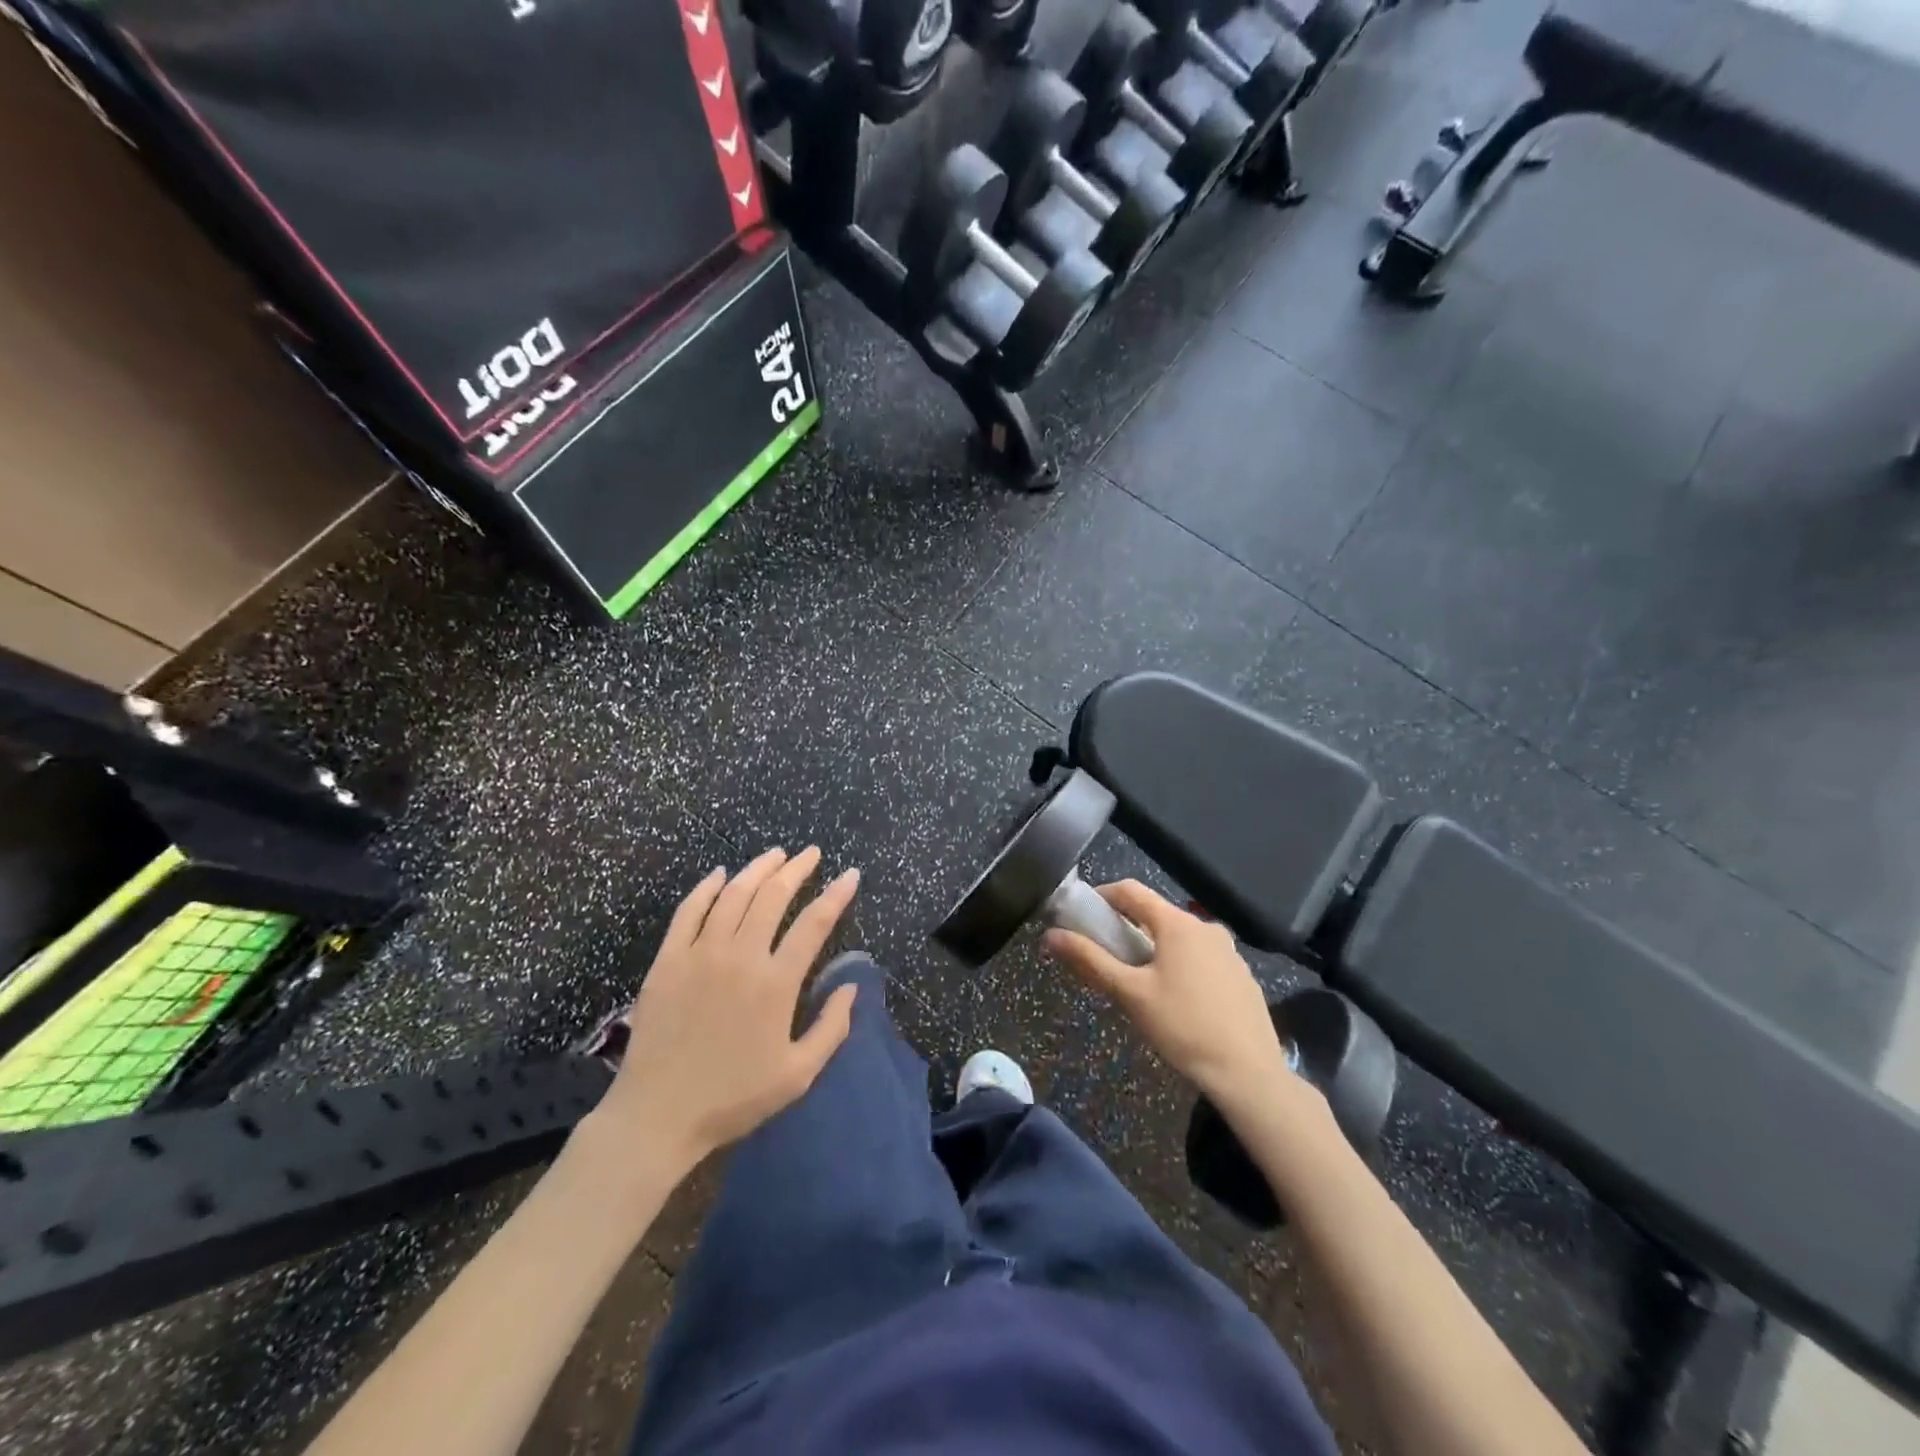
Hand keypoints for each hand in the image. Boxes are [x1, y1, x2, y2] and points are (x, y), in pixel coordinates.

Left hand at [596, 847, 859, 1173]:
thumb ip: (832, 1028)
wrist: (657, 1115)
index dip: (836, 895)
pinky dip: (706, 888)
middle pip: (773, 897)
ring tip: (776, 855)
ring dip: (757, 870)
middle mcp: (740, 957)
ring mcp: (699, 955)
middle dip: (797, 869)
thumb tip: (852, 986)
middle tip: (811, 854)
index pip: (814, 924)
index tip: (850, 874)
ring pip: (733, 895)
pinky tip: (719, 874)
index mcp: (775, 983)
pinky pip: (688, 912)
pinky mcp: (667, 961)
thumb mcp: (798, 1075)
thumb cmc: (733, 1098)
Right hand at [1044, 881, 1301, 1114]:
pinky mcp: (1241, 975)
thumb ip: (1090, 960)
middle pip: (1155, 914)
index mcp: (1177, 924)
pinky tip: (1175, 1000)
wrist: (1249, 1074)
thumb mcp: (1130, 994)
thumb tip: (1050, 935)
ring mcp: (1228, 950)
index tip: (1080, 914)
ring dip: (1153, 948)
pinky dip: (1179, 965)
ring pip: (1179, 937)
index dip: (1101, 896)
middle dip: (1126, 928)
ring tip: (1137, 983)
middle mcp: (1205, 926)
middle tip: (1105, 956)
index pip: (1131, 890)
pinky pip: (1200, 957)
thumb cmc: (1183, 1027)